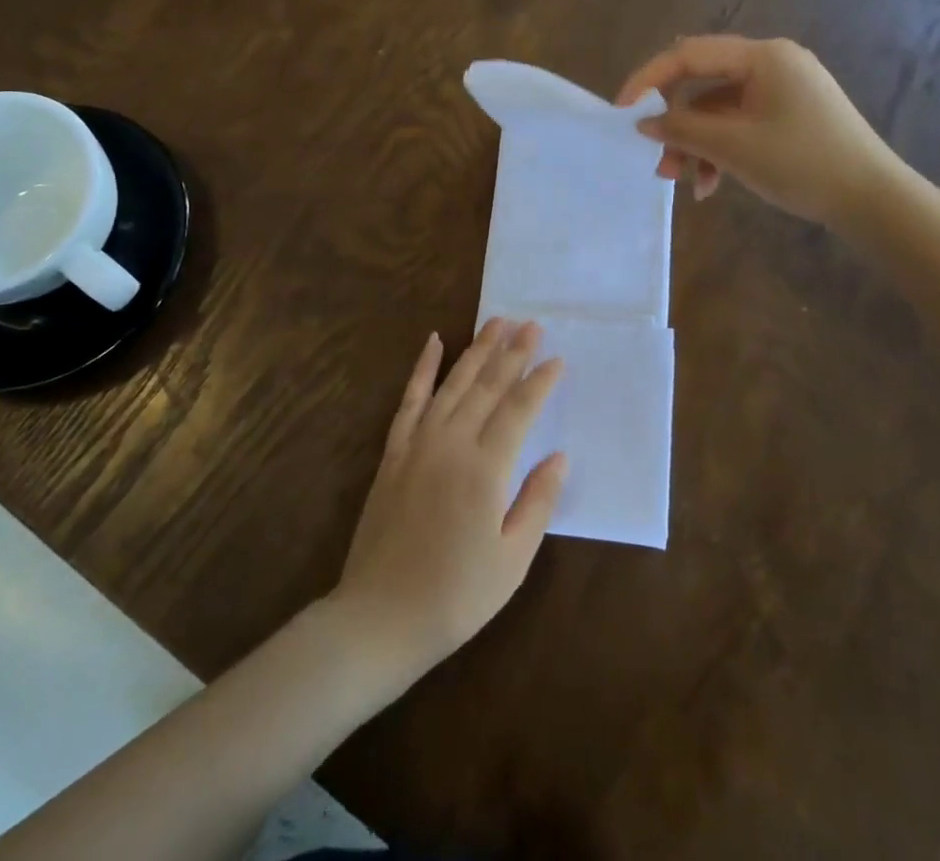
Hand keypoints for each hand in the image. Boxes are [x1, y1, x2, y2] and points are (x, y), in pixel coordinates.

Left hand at [330, 320, 567, 678]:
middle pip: (488, 386)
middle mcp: (451, 443)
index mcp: (484, 469)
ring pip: (453, 383)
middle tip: (532, 324)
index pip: (518, 410)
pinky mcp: (394, 452)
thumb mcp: (512, 560)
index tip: (557, 358)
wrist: (380, 617)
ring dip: (477, 350)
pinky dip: (423, 368)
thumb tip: (558, 456)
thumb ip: (537, 502)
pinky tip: (434, 341)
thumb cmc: (456, 596)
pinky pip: (410, 399)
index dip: (539, 381)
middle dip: (513, 353)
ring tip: (497, 322)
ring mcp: (418, 443)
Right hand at [616, 35, 899, 227]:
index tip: (622, 112)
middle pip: (703, 84)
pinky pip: (740, 123)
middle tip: (660, 161)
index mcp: (763, 56)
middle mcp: (772, 63)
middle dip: (676, 124)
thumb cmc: (803, 164)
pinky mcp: (789, 114)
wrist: (874, 200)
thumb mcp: (734, 147)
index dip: (649, 80)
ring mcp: (783, 89)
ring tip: (685, 182)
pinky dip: (721, 149)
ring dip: (696, 144)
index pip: (689, 54)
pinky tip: (712, 186)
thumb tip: (644, 122)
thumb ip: (682, 129)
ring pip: (719, 109)